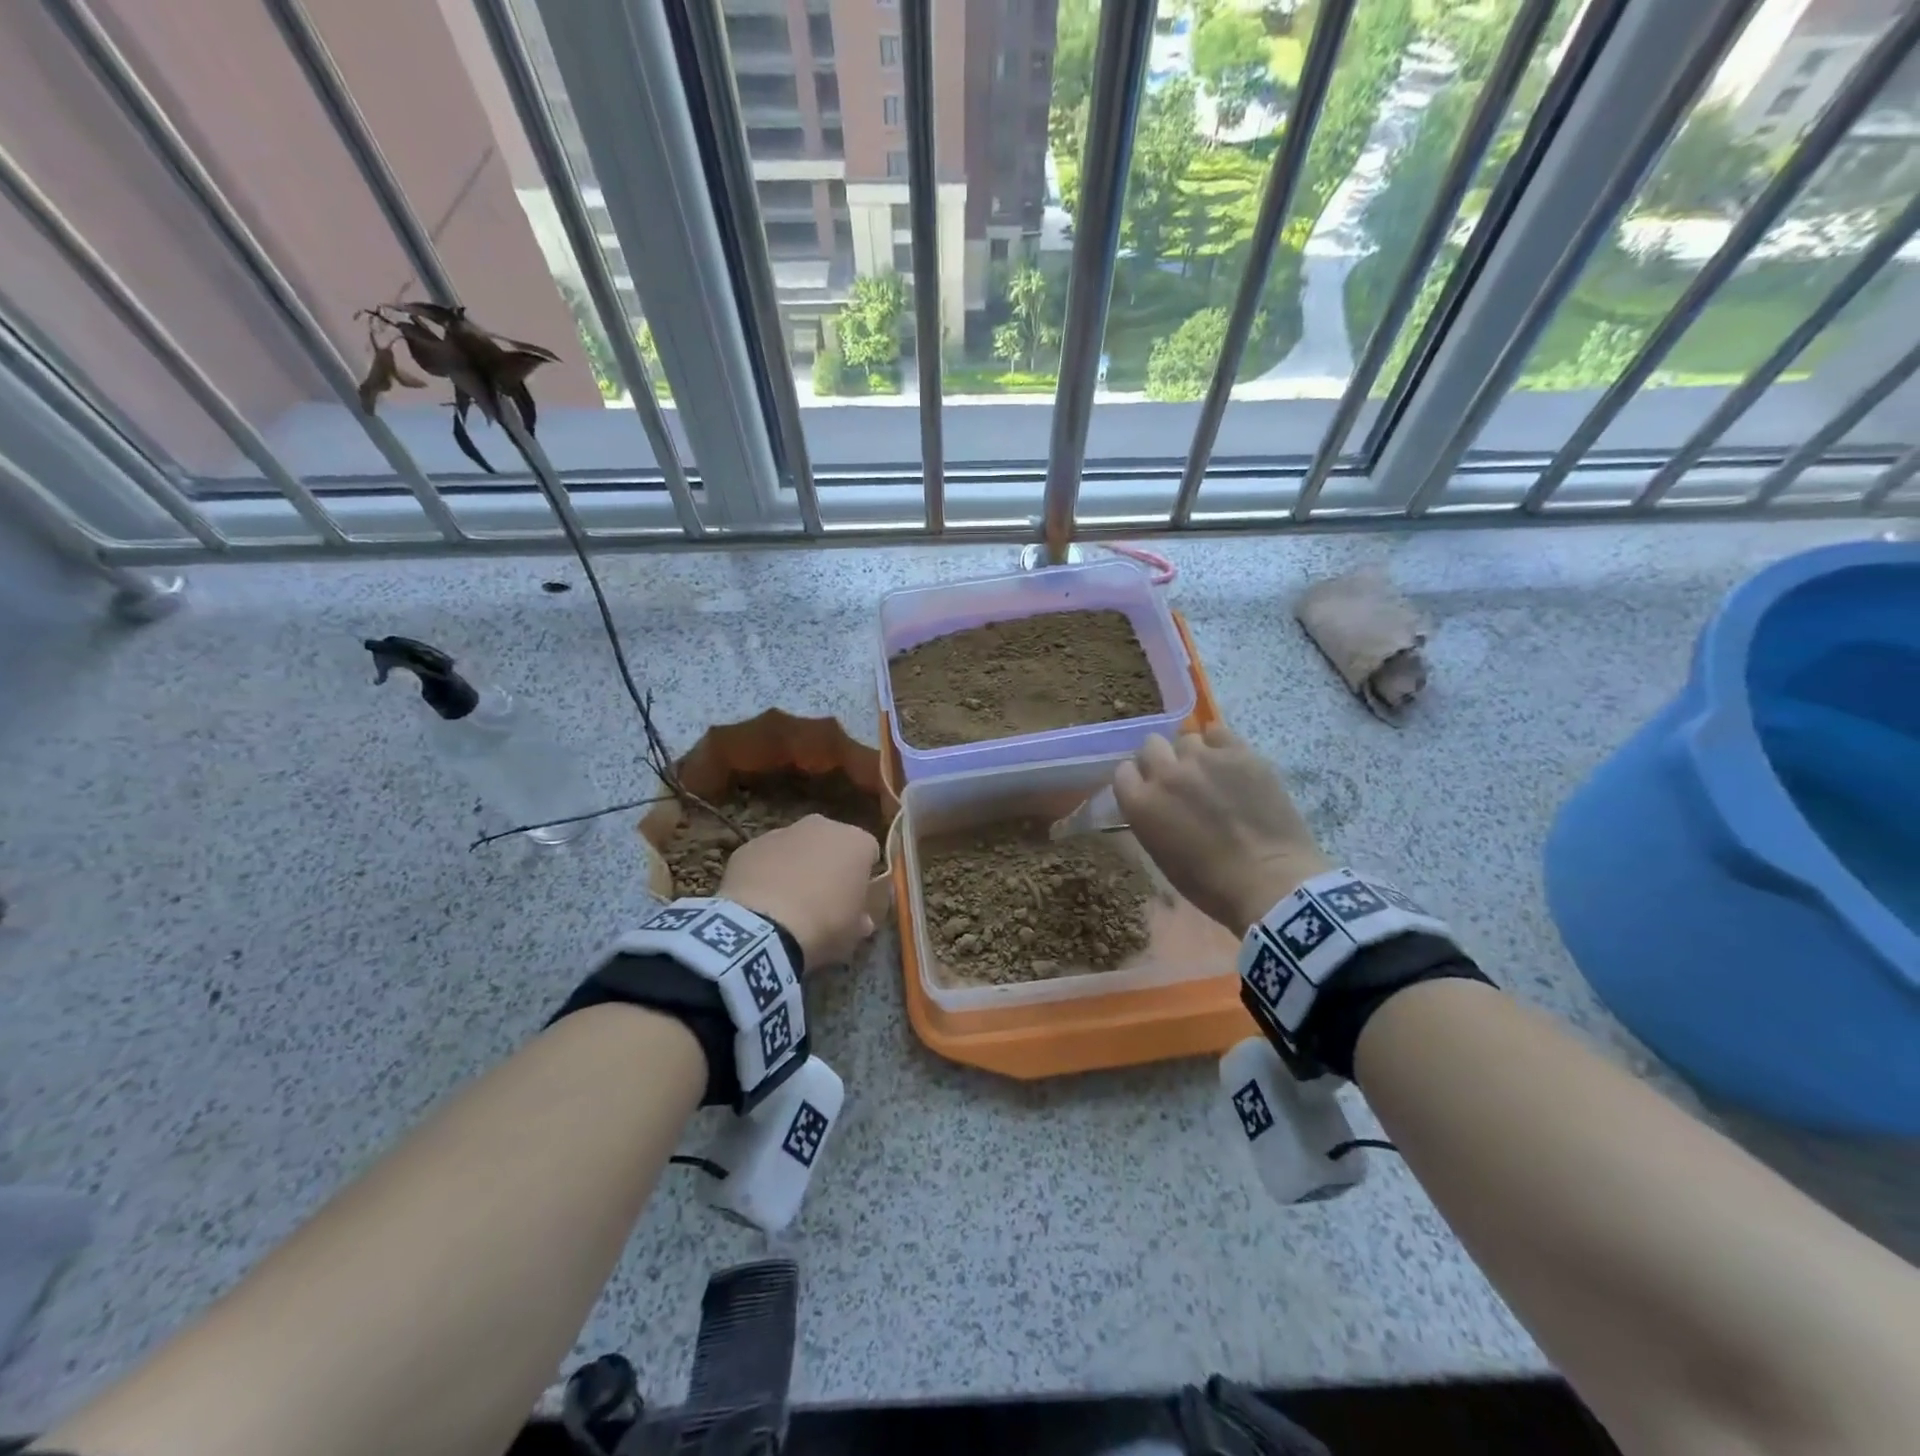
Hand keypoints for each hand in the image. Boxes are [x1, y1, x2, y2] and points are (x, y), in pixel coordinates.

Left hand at [718, 814, 879, 968]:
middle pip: (831, 842)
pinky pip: (764, 858)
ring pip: (795, 846)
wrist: (764, 928)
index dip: (862, 874)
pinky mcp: (749, 846)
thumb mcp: (854, 932)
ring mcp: (782, 832)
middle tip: (822, 896)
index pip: (868, 852)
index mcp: (856, 842)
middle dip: (828, 862)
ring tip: (786, 902)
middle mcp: (822, 826)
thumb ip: (860, 918)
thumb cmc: (824, 926)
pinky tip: (759, 902)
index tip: (856, 897)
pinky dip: (765, 873)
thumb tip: (860, 920)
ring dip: (795, 865)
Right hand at [1114, 725, 1330, 933]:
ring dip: (1192, 755)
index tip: (1149, 791)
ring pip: (1186, 739)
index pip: (1123, 772)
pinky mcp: (1239, 753)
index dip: (1137, 780)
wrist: (1270, 882)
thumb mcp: (1161, 855)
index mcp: (1140, 803)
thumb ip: (1149, 818)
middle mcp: (1166, 773)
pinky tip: (1230, 764)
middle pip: (1151, 745)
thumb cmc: (1210, 884)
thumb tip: (1153, 802)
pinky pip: (1218, 733)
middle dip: (1161, 760)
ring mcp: (1203, 759)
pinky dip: (1220, 745)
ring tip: (1210, 773)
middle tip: (1178, 779)